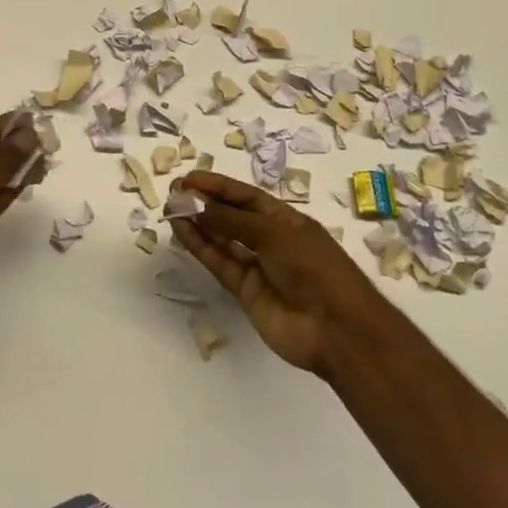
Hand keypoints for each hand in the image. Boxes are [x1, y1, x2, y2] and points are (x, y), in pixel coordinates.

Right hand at [170, 170, 388, 375]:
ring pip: (222, 241)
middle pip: (233, 217)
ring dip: (199, 224)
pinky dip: (201, 247)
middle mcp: (271, 241)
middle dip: (205, 204)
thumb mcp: (275, 235)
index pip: (248, 197)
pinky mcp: (245, 292)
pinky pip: (220, 263)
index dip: (219, 186)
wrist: (336, 329)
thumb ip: (233, 221)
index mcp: (288, 221)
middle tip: (174, 192)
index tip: (190, 179)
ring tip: (172, 209)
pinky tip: (182, 230)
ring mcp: (258, 267)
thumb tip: (197, 204)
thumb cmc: (314, 268)